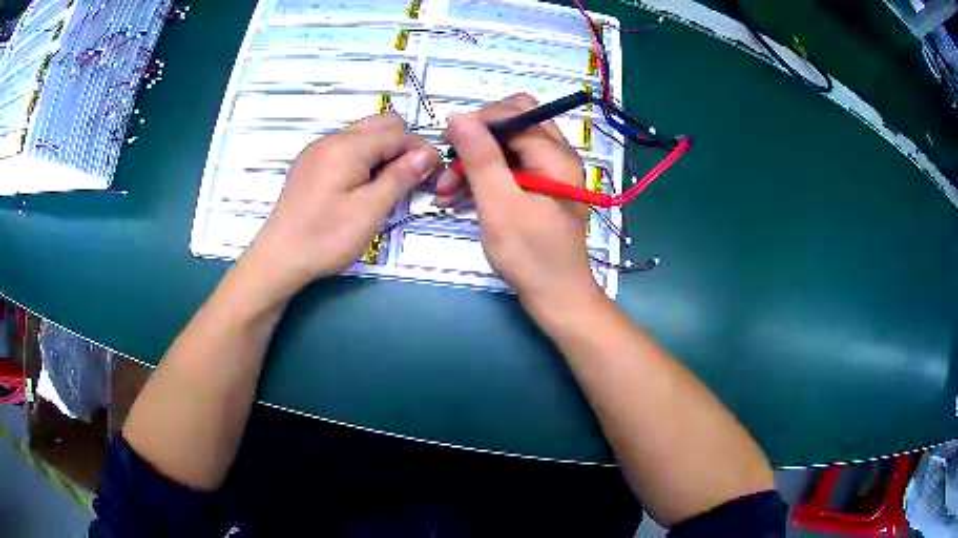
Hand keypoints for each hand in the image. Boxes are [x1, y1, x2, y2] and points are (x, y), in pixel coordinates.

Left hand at [241, 112, 438, 297]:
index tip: (433, 175)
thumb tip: (427, 153)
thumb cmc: (324, 238)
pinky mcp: (309, 165)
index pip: (397, 132)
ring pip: (363, 135)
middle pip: (380, 125)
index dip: (420, 150)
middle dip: (403, 145)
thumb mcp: (369, 211)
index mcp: (348, 147)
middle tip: (412, 179)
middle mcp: (332, 139)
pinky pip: (345, 148)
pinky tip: (362, 186)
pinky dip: (363, 159)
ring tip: (389, 185)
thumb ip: (400, 177)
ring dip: (383, 152)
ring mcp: (317, 151)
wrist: (279, 259)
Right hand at [440, 94, 603, 314]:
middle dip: (475, 142)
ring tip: (445, 190)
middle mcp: (556, 156)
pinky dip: (483, 178)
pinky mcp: (538, 189)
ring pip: (505, 148)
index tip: (447, 144)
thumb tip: (459, 117)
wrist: (556, 297)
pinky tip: (457, 198)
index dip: (478, 122)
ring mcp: (548, 173)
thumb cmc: (531, 255)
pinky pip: (507, 169)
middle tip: (449, 167)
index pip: (514, 113)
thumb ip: (481, 158)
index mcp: (555, 155)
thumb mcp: (500, 205)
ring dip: (474, 162)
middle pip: (511, 126)